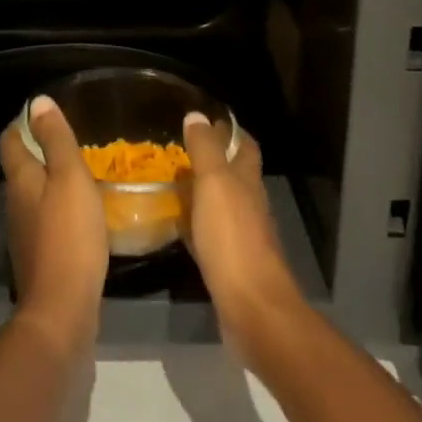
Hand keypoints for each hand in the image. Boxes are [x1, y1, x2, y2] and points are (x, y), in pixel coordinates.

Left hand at [0, 95, 109, 353]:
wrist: (62, 308)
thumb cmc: (69, 235)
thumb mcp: (70, 178)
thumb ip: (56, 140)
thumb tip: (38, 102)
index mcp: (20, 181)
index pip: (11, 142)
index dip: (23, 124)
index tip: (43, 114)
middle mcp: (15, 204)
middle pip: (20, 169)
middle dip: (39, 151)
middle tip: (70, 140)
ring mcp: (24, 233)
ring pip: (33, 196)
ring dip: (50, 182)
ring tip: (79, 173)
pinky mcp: (38, 256)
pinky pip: (45, 221)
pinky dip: (59, 209)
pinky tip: (81, 213)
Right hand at [181, 114, 302, 344]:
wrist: (251, 305)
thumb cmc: (232, 238)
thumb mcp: (215, 184)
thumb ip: (205, 150)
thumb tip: (197, 115)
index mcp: (248, 180)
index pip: (244, 145)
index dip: (229, 131)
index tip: (204, 120)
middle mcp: (249, 203)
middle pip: (233, 173)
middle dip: (211, 160)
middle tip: (178, 151)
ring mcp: (242, 234)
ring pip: (221, 203)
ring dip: (200, 191)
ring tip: (170, 182)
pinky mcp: (229, 261)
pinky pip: (210, 232)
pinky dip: (194, 223)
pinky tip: (176, 225)